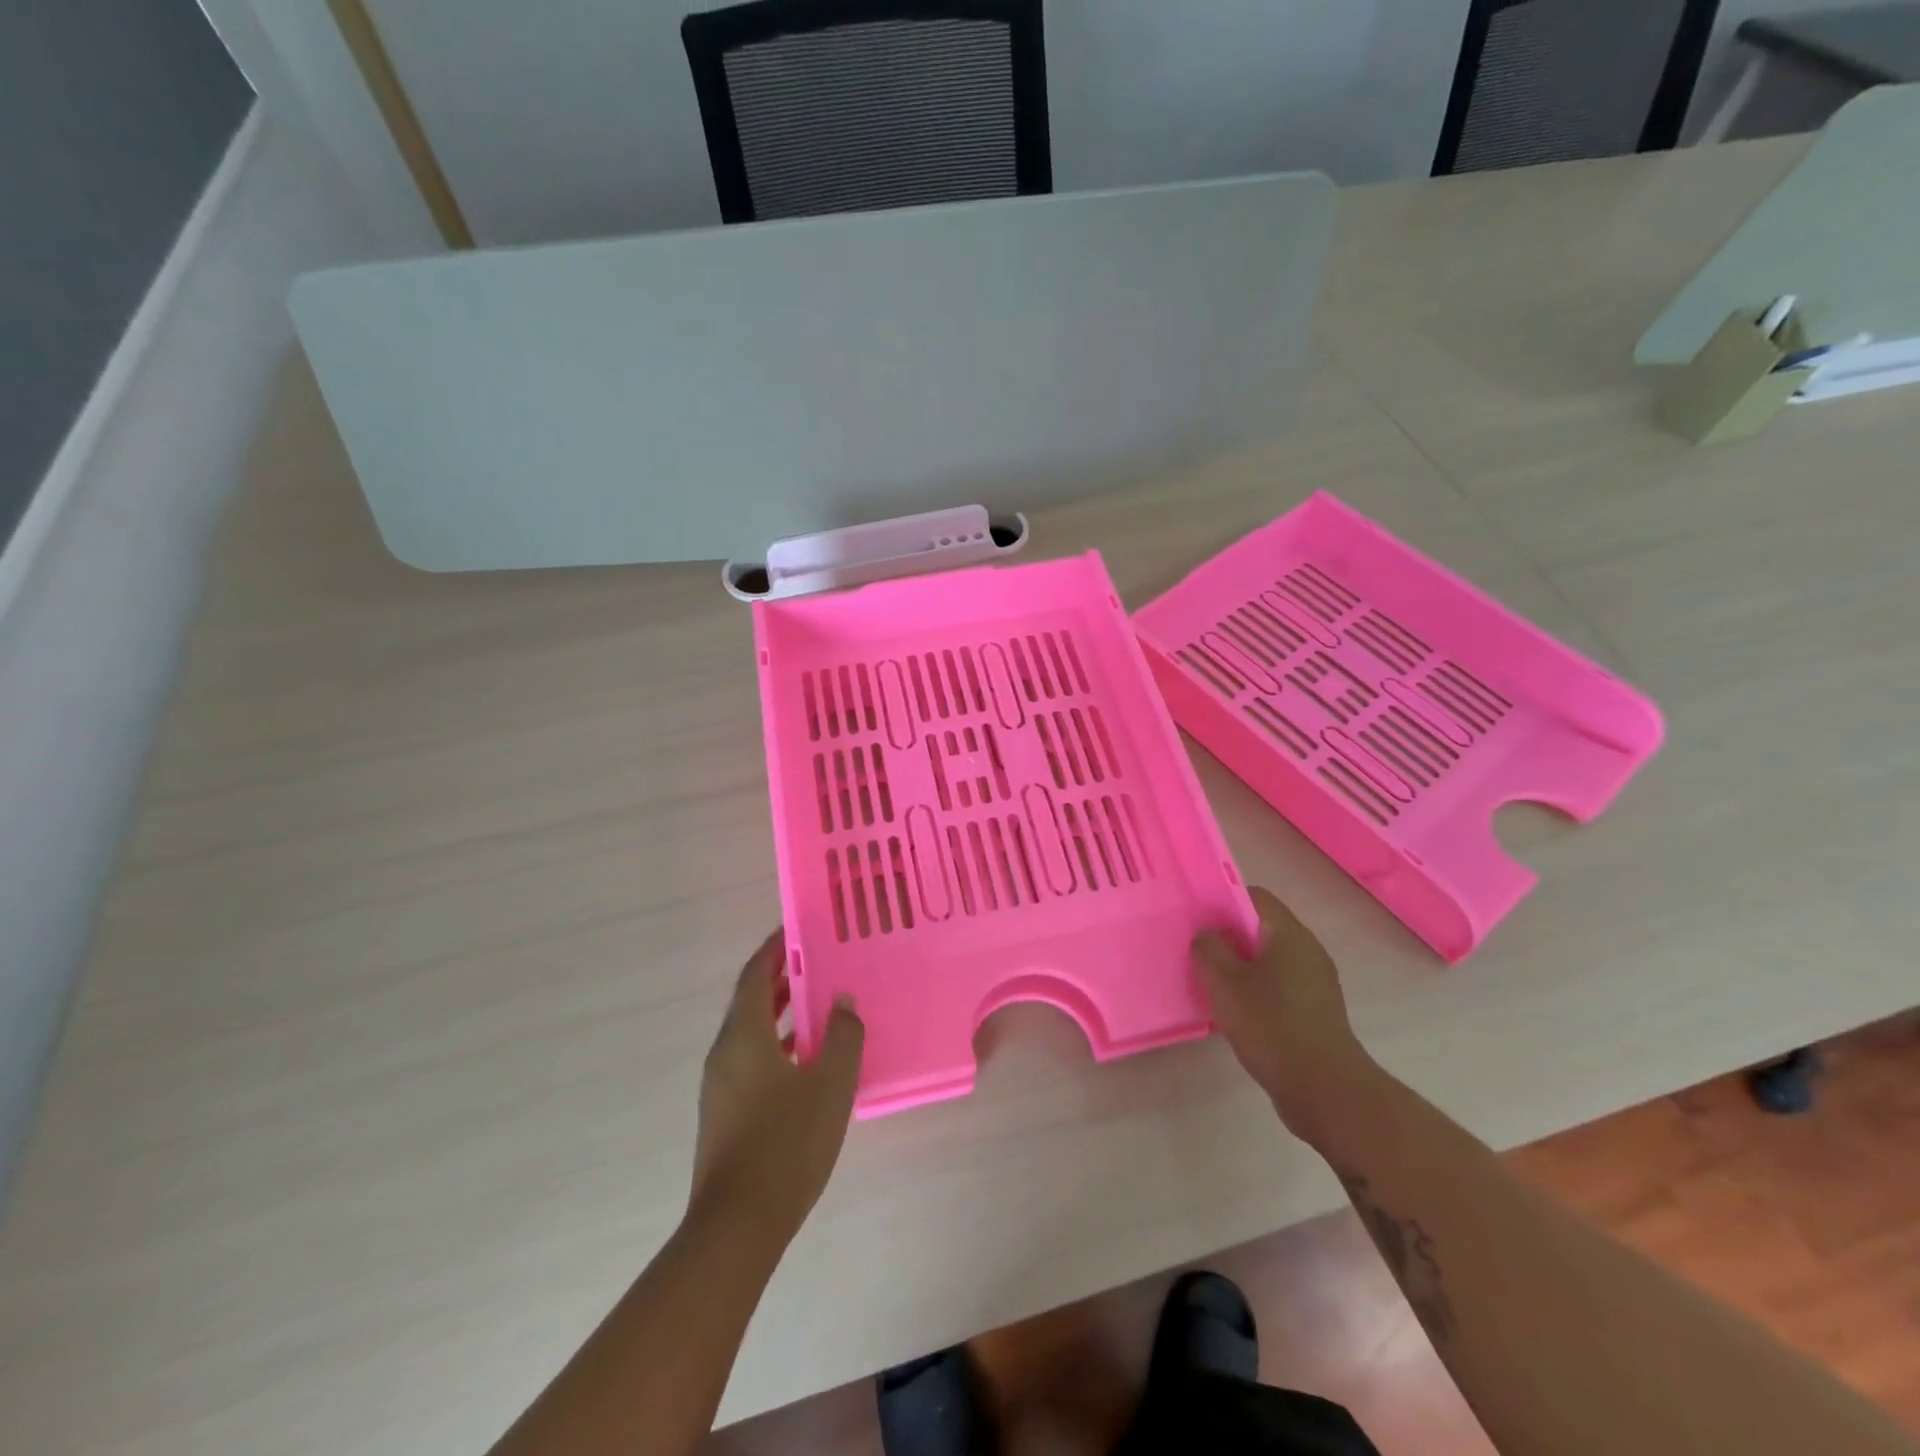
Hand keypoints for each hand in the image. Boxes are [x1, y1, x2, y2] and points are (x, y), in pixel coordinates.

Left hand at [690, 929, 864, 1246]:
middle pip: (750, 1000)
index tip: (796, 930)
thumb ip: (843, 1036)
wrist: (737, 1226)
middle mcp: (724, 1052)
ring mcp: (720, 1085)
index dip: (774, 948)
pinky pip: (750, 1058)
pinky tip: (807, 1059)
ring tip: (818, 1003)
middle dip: (780, 977)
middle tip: (817, 961)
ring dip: (780, 1012)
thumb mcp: (830, 1084)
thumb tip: (843, 1002)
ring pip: (750, 1032)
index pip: (754, 975)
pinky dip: (776, 1043)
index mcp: (743, 1035)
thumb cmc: (786, 1144)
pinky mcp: (724, 1112)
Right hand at [1194, 887, 1376, 1149]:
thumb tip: (1208, 934)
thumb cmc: (1272, 1025)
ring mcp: (1316, 983)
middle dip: (1228, 936)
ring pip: (1269, 959)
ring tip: (1210, 982)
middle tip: (1196, 950)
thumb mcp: (1224, 982)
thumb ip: (1209, 948)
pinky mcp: (1315, 1012)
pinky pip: (1279, 986)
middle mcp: (1308, 951)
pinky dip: (1255, 990)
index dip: (1222, 900)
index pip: (1255, 896)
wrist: (1325, 1091)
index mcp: (1290, 934)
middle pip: (1261, 927)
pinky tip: (1235, 1011)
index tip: (1196, 917)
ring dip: (1240, 966)